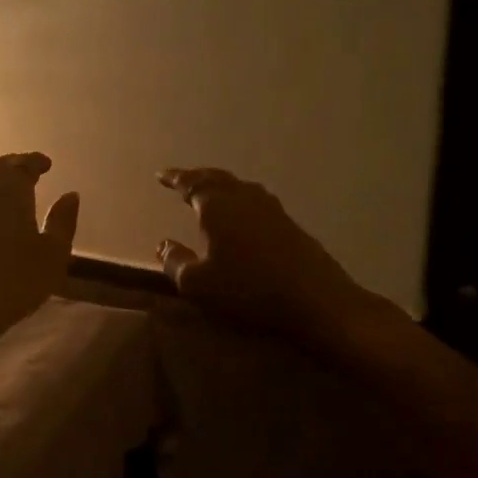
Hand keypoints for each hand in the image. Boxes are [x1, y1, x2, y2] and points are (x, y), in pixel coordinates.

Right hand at [157, 167, 398, 351]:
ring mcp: (271, 209)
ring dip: (221, 186)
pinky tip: (242, 214)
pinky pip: (255, 201)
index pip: (191, 184)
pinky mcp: (290, 224)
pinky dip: (240, 200)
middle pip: (217, 179)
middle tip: (182, 180)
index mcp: (218, 206)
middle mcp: (244, 198)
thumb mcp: (199, 284)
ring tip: (210, 192)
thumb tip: (163, 244)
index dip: (175, 179)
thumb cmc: (248, 290)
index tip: (161, 175)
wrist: (316, 301)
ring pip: (239, 187)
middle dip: (197, 177)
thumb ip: (176, 262)